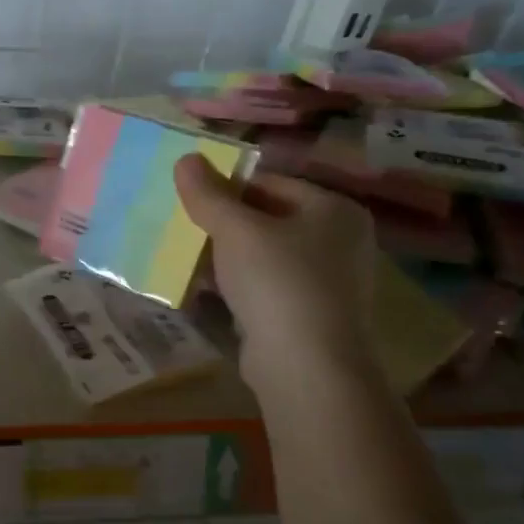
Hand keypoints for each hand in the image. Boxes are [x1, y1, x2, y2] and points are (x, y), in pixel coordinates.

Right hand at [174, 154, 376, 380]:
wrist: (305, 365)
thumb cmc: (277, 282)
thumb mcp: (236, 230)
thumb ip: (208, 194)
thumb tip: (185, 158)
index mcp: (334, 209)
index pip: (271, 183)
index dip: (226, 187)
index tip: (189, 199)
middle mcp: (339, 241)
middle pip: (268, 219)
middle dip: (223, 224)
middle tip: (184, 228)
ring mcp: (327, 281)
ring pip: (264, 256)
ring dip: (226, 256)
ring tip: (186, 257)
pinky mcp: (308, 315)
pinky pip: (265, 288)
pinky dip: (237, 285)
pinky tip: (205, 289)